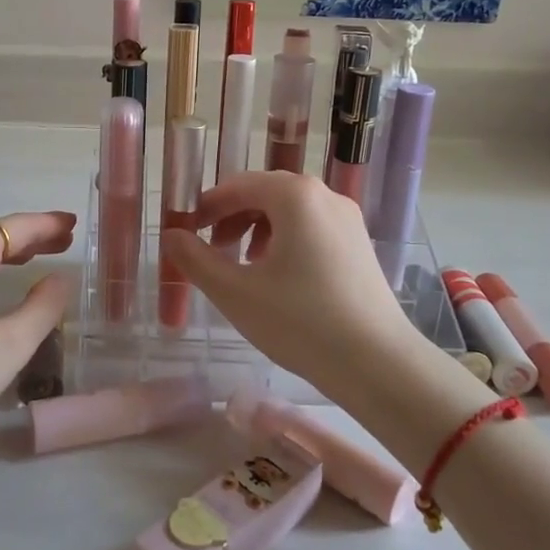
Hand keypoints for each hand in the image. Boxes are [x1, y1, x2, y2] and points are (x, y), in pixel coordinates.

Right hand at [161, 173, 425, 394]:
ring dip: (257, 229)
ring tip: (243, 266)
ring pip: (289, 211)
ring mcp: (347, 219)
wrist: (378, 363)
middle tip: (212, 250)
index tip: (186, 232)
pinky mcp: (359, 244)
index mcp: (294, 195)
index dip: (206, 207)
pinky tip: (278, 277)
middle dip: (232, 217)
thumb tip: (170, 235)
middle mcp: (324, 195)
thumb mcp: (235, 292)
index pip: (237, 186)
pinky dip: (285, 241)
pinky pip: (312, 227)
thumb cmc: (300, 322)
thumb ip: (195, 259)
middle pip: (265, 193)